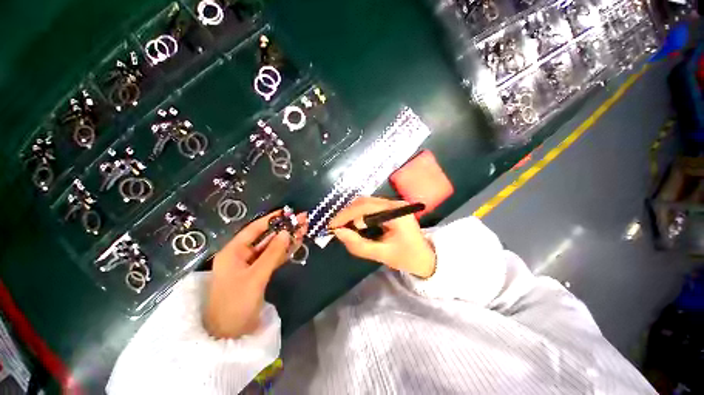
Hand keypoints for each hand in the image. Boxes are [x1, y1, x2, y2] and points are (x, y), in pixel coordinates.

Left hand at [204, 210, 306, 338]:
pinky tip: (297, 243)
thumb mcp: (255, 277)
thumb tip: (286, 232)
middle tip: (302, 219)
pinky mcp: (259, 274)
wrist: (230, 335)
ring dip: (287, 239)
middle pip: (266, 237)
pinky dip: (285, 251)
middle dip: (284, 228)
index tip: (287, 211)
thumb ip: (272, 253)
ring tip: (304, 228)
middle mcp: (241, 255)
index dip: (270, 219)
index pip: (254, 230)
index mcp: (233, 252)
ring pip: (272, 247)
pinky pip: (273, 258)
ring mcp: (251, 265)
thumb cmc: (236, 304)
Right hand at [329, 196, 435, 277]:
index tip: (332, 226)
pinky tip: (354, 223)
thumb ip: (359, 245)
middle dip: (347, 213)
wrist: (426, 257)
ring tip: (343, 226)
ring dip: (352, 213)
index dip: (346, 215)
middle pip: (364, 201)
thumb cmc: (407, 257)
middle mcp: (395, 203)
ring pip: (366, 202)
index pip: (366, 207)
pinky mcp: (390, 207)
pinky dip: (358, 214)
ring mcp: (393, 204)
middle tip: (335, 226)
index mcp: (396, 212)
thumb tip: (339, 233)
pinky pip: (370, 206)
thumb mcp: (382, 254)